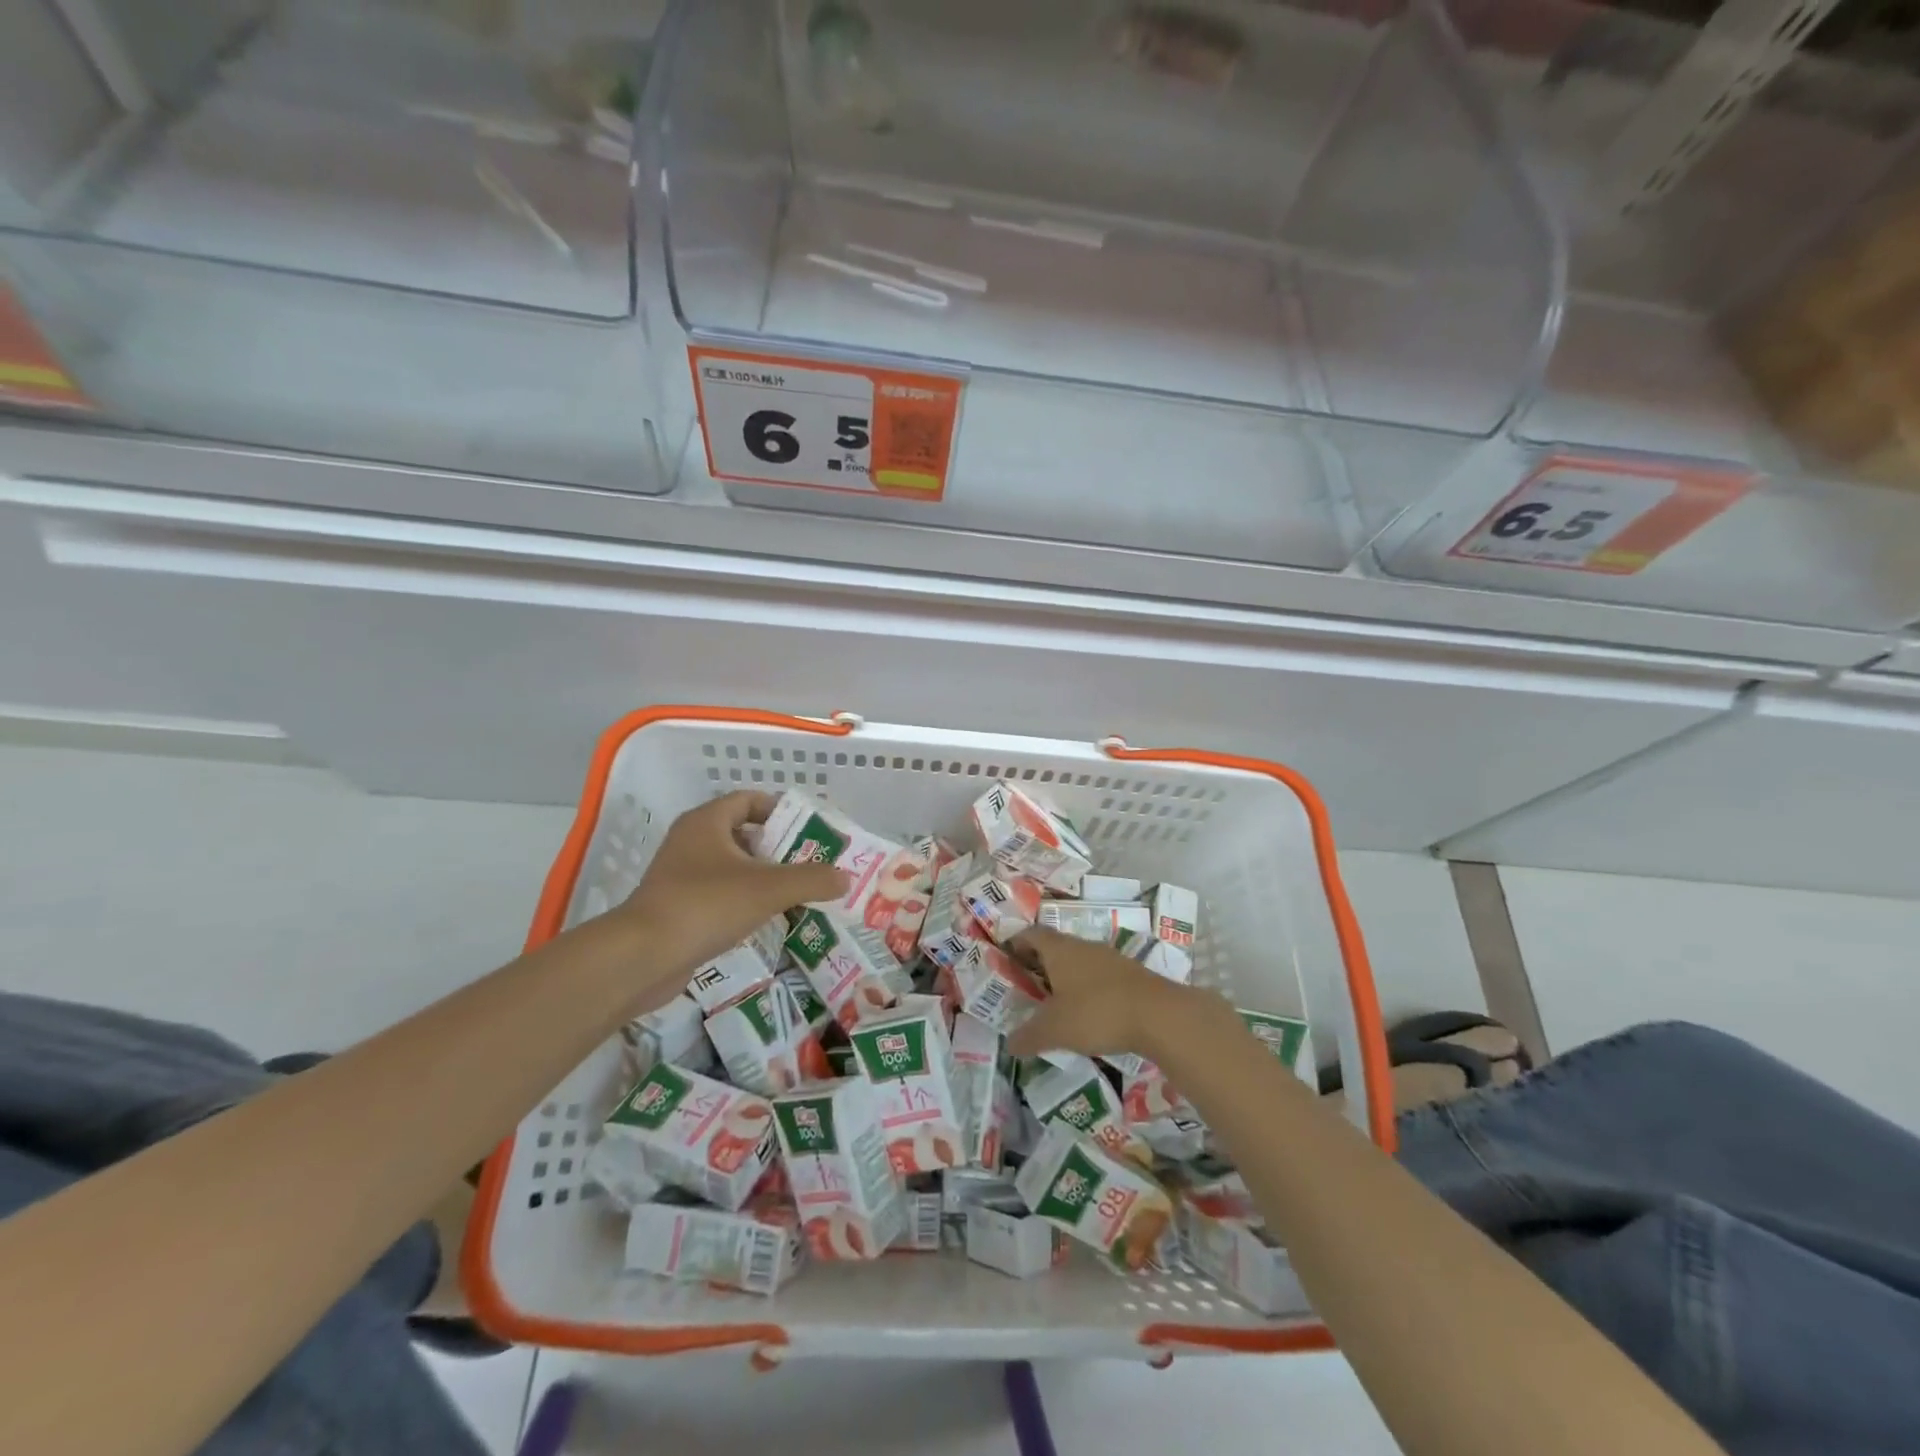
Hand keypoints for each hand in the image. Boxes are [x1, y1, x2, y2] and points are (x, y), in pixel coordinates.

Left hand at [618, 791, 848, 991]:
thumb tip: (846, 878)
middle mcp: (690, 841)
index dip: (780, 810)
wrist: (642, 957)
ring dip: (761, 877)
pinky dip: (742, 901)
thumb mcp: (768, 889)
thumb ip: (812, 880)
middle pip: (742, 834)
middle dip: (777, 848)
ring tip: (796, 893)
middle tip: (811, 864)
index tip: (808, 830)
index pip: (748, 800)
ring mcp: (679, 875)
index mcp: (707, 822)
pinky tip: (765, 920)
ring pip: (731, 867)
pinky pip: (718, 894)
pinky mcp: (676, 907)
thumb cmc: (706, 905)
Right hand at [1006, 927, 1193, 1059]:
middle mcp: (1083, 946)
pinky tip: (1087, 1012)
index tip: (1006, 957)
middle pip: (1055, 946)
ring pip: (1079, 960)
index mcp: (1059, 950)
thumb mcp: (1055, 1030)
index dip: (1017, 942)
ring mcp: (1109, 958)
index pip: (1032, 934)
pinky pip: (1099, 974)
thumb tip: (1009, 1045)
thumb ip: (1028, 1036)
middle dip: (1039, 962)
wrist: (1158, 1014)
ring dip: (1065, 976)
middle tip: (1026, 984)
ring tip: (1055, 1001)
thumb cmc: (1096, 1012)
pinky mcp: (1130, 974)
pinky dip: (1087, 987)